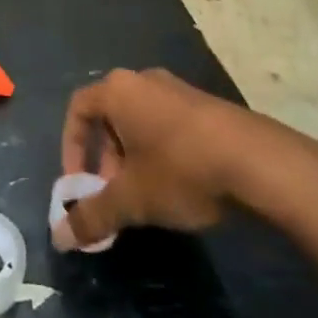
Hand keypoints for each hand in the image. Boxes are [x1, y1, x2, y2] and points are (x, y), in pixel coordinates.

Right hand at [52, 68, 259, 249]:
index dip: (71, 147)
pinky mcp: (206, 106)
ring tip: (146, 198)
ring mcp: (178, 90)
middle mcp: (144, 80)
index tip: (79, 184)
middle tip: (113, 196)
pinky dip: (160, 153)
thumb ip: (93, 216)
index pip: (78, 108)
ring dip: (132, 159)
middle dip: (104, 160)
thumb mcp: (132, 199)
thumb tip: (60, 237)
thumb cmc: (181, 169)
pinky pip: (168, 125)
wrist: (258, 161)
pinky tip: (178, 188)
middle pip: (110, 117)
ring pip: (140, 123)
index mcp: (119, 91)